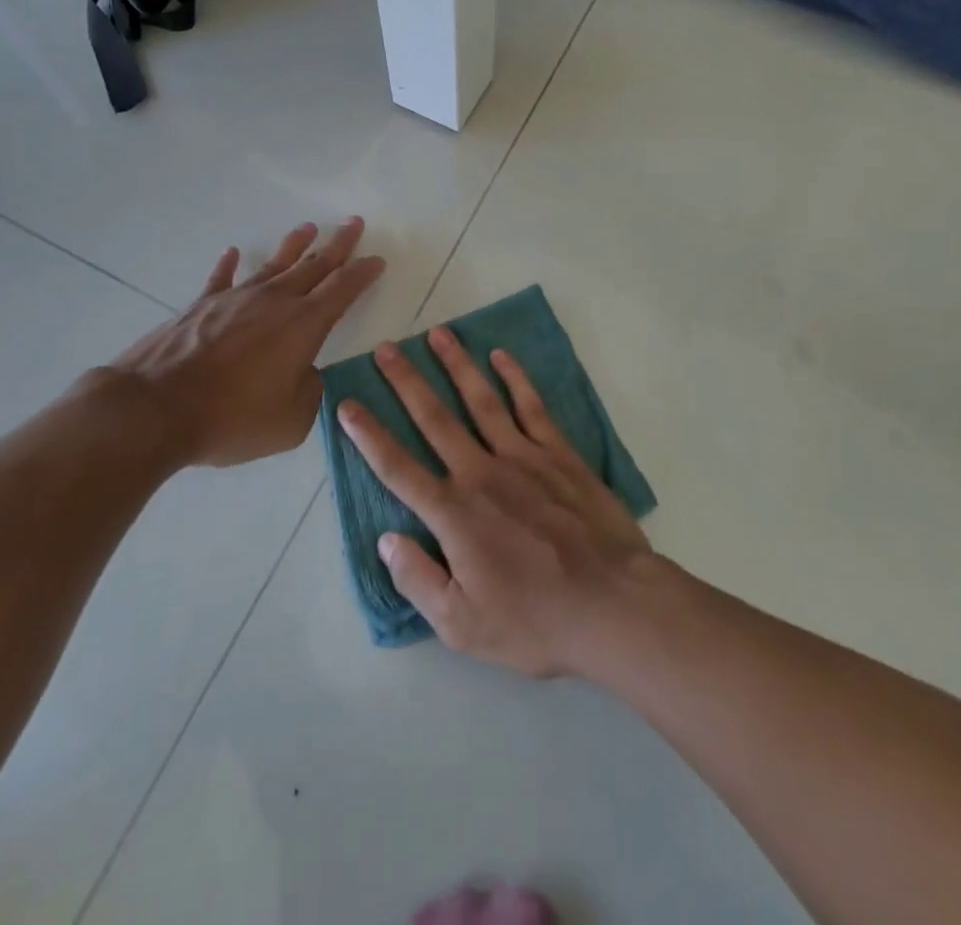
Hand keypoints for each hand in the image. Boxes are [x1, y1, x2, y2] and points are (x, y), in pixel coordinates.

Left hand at [103, 218, 384, 467]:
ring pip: (273, 265)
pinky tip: (233, 252)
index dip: (362, 273)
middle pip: (314, 266)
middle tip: (353, 223)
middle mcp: (274, 302)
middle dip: (338, 244)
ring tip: (308, 227)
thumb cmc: (232, 418)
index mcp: (303, 326)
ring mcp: (235, 299)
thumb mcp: (290, 422)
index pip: (342, 290)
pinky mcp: (201, 306)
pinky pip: (221, 279)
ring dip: (294, 245)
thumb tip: (306, 374)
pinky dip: (228, 265)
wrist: (156, 408)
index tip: (376, 259)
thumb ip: (309, 394)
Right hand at [337, 327, 652, 677]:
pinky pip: (532, 406)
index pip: (398, 467)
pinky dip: (515, 378)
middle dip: (406, 381)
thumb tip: (386, 539)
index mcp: (454, 514)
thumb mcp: (463, 626)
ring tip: (438, 333)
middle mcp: (482, 473)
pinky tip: (501, 355)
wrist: (614, 605)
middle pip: (435, 418)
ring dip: (457, 364)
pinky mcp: (559, 454)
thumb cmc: (536, 621)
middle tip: (386, 347)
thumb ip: (418, 580)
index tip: (346, 405)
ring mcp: (523, 457)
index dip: (368, 436)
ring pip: (481, 399)